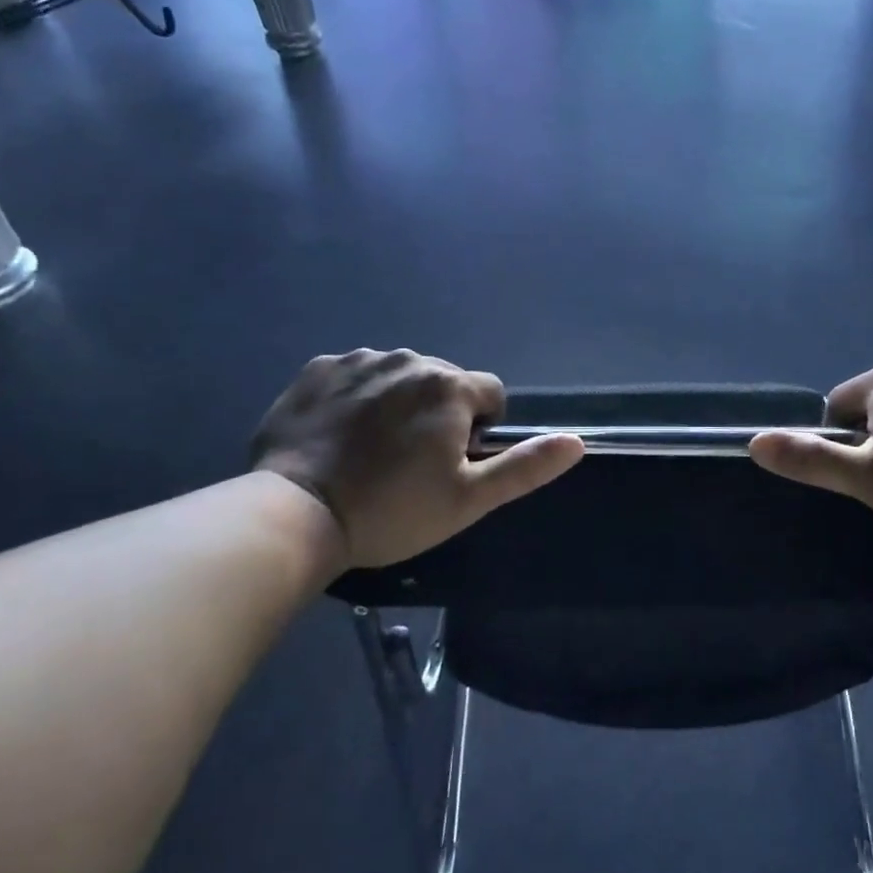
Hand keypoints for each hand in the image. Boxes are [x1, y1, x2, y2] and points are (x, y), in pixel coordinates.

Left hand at [250, 349, 583, 571]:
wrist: (295, 514)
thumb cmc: (391, 511)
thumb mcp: (468, 500)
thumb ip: (525, 466)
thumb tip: (576, 441)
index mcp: (449, 387)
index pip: (490, 393)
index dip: (479, 429)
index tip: (451, 464)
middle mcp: (409, 359)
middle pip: (443, 382)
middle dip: (438, 413)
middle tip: (409, 463)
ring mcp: (359, 359)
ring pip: (399, 375)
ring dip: (397, 402)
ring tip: (371, 450)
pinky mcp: (318, 369)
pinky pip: (355, 374)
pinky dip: (356, 397)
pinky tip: (339, 435)